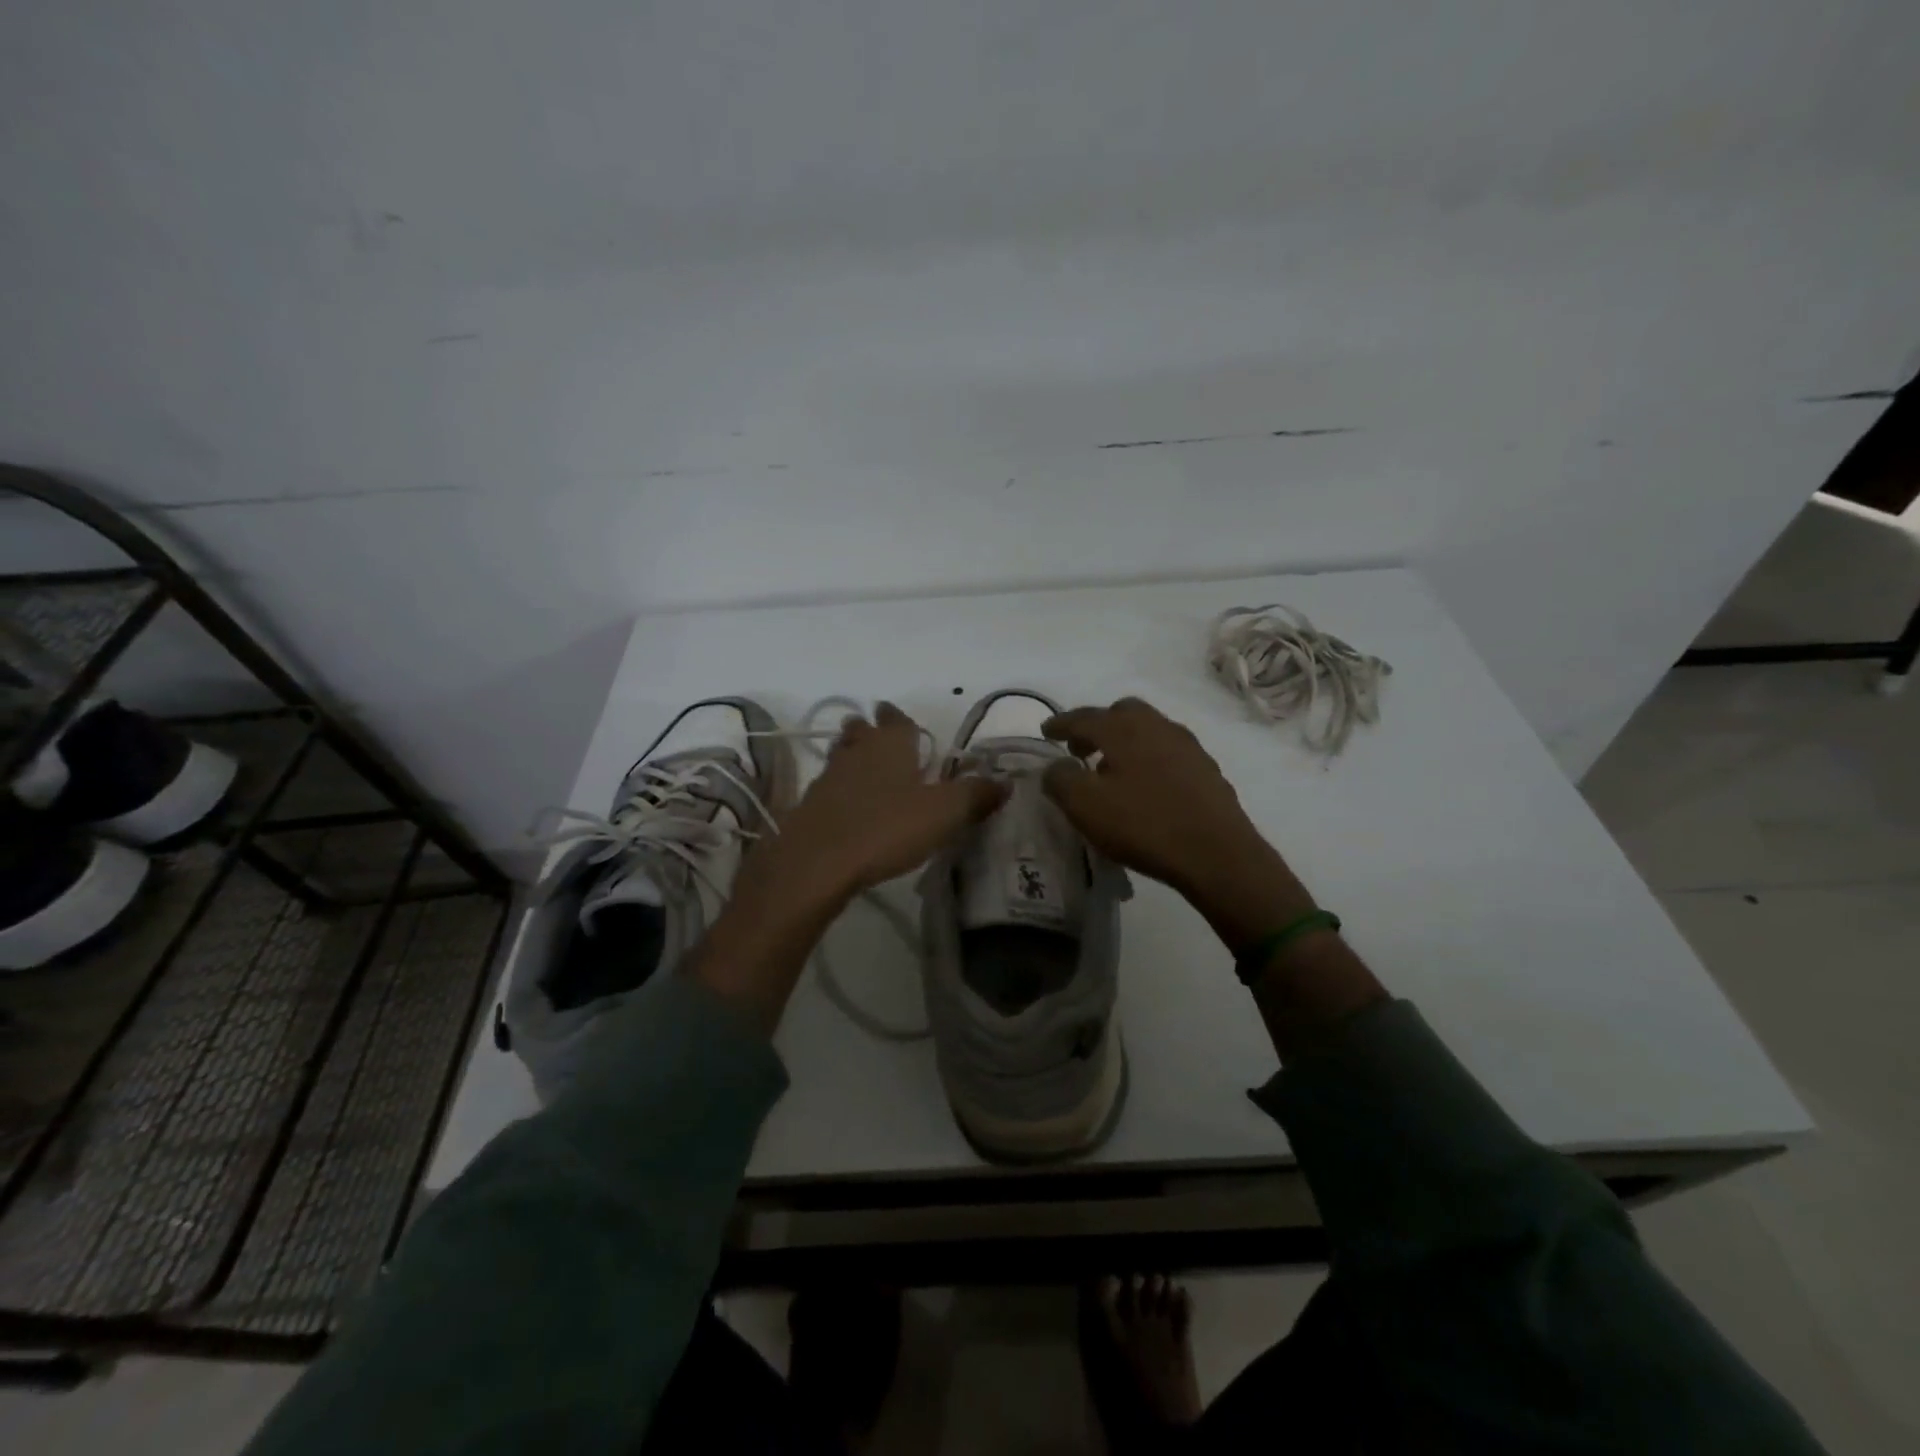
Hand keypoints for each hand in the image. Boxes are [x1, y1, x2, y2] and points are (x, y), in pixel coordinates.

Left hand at [747, 702, 1007, 909]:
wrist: (818, 862)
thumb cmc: (887, 828)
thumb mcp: (945, 813)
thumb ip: (976, 795)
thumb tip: (1005, 781)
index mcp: (891, 745)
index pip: (896, 719)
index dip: (899, 717)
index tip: (895, 714)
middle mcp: (858, 752)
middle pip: (861, 731)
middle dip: (869, 730)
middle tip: (875, 733)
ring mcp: (829, 777)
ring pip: (841, 754)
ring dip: (850, 754)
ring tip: (861, 763)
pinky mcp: (810, 806)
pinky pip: (829, 786)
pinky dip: (839, 788)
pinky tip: (846, 804)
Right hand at [1042, 698, 1314, 944]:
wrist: (1217, 853)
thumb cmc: (1143, 824)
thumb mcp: (1085, 805)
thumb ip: (1060, 779)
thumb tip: (1056, 767)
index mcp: (1124, 728)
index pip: (1083, 717)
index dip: (1060, 724)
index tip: (1046, 731)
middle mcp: (1157, 726)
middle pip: (1121, 713)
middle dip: (1097, 727)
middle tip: (1080, 751)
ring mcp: (1187, 746)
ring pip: (1147, 731)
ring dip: (1124, 742)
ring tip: (1111, 771)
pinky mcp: (1206, 769)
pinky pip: (1167, 752)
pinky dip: (1148, 759)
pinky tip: (1145, 787)